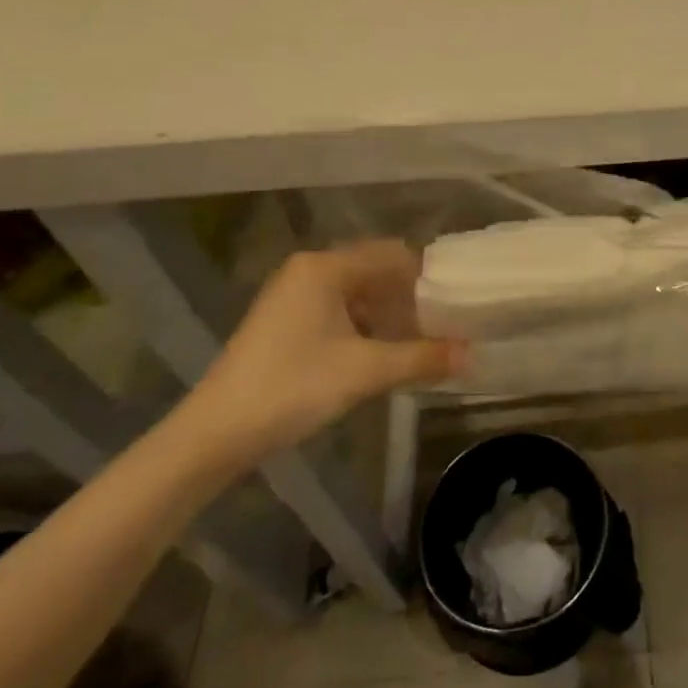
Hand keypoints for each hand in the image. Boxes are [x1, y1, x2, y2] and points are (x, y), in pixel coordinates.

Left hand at [190, 241, 467, 458]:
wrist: (214, 433)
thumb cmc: (292, 388)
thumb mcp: (365, 372)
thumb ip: (422, 358)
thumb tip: (472, 355)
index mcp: (326, 267)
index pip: (393, 254)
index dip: (428, 276)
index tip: (457, 303)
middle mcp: (309, 270)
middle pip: (376, 270)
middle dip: (410, 296)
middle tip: (443, 324)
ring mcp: (293, 295)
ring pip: (358, 291)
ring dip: (388, 313)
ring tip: (418, 341)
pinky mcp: (285, 320)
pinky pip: (339, 308)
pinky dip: (365, 324)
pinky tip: (380, 352)